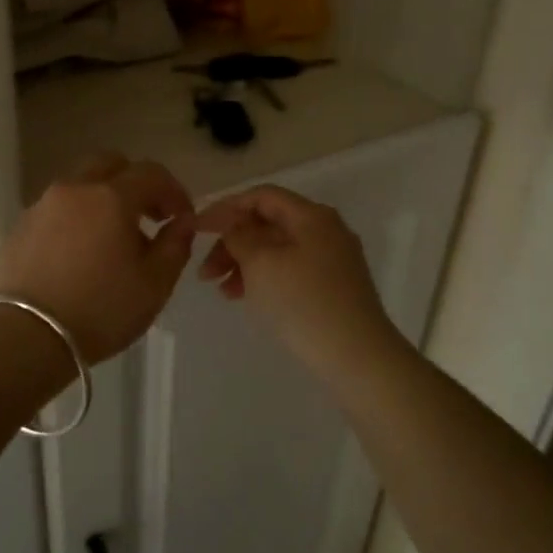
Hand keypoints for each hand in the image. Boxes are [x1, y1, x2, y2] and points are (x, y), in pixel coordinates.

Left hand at [0, 153, 195, 363]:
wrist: (27, 337)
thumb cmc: (101, 311)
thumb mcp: (154, 285)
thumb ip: (175, 245)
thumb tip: (182, 222)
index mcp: (111, 197)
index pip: (151, 173)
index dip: (174, 191)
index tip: (182, 218)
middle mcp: (74, 190)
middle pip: (110, 165)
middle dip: (135, 183)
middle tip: (148, 216)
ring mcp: (42, 206)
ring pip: (79, 184)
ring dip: (103, 199)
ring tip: (113, 239)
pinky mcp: (19, 227)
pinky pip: (56, 209)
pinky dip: (75, 218)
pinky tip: (79, 253)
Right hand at [194, 185, 406, 378]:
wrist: (356, 356)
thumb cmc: (303, 302)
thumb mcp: (261, 263)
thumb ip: (240, 236)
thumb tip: (234, 225)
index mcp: (311, 216)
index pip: (261, 196)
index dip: (225, 208)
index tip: (197, 228)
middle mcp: (326, 230)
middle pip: (268, 224)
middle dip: (232, 242)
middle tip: (205, 271)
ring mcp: (333, 259)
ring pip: (277, 250)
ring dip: (244, 263)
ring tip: (222, 290)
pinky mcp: (334, 287)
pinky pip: (289, 270)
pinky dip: (264, 278)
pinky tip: (246, 297)